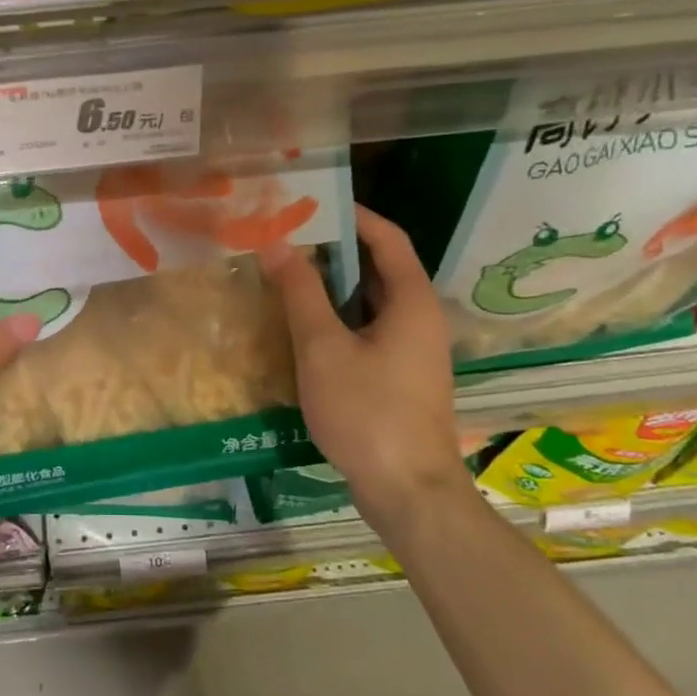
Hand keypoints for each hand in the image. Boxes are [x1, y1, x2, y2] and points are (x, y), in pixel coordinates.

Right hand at [262, 205, 466, 513]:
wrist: (407, 492)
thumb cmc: (368, 412)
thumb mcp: (324, 348)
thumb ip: (301, 292)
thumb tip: (277, 242)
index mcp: (411, 302)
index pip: (388, 238)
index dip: (354, 215)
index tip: (312, 203)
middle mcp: (419, 319)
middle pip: (379, 268)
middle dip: (335, 249)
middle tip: (289, 236)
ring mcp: (412, 352)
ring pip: (370, 302)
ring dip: (333, 285)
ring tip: (288, 272)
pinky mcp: (399, 378)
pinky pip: (368, 331)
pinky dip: (338, 318)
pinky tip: (303, 326)